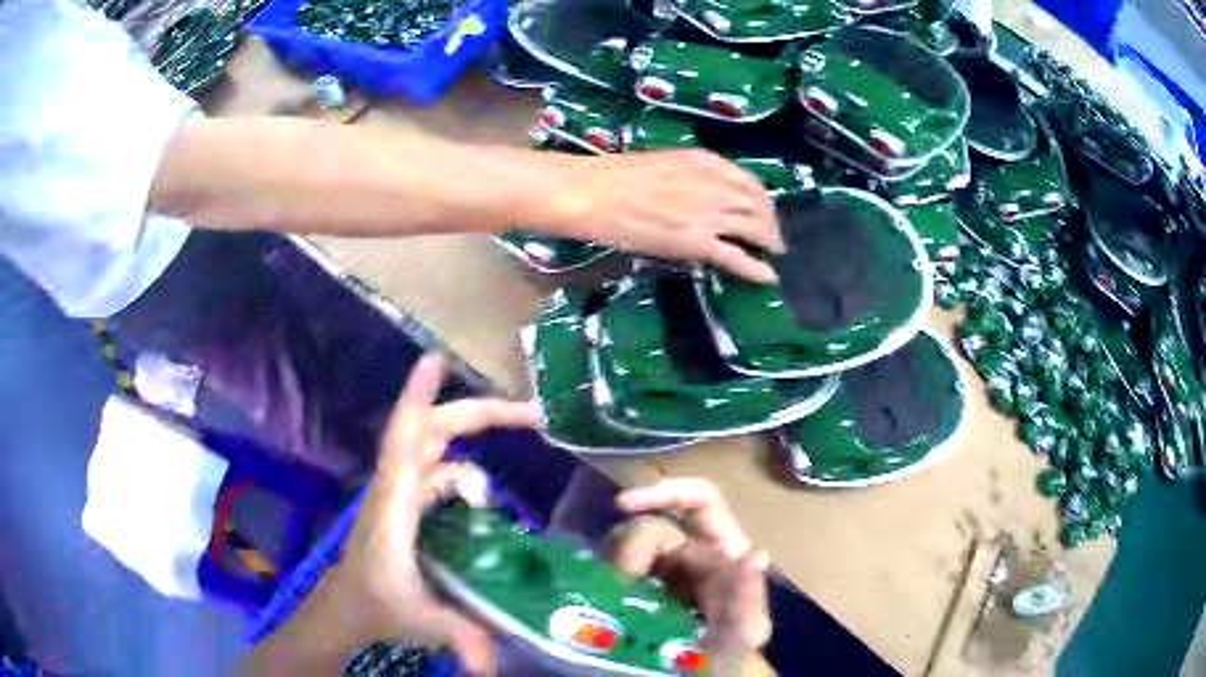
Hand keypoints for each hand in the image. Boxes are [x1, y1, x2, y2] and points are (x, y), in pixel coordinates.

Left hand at [246, 354, 542, 675]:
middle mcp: (395, 491)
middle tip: (530, 415)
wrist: (342, 612)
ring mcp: (399, 497)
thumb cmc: (371, 608)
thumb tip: (494, 663)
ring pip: (437, 451)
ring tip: (522, 436)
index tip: (436, 359)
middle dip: (477, 415)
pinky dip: (463, 474)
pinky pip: (438, 475)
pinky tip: (485, 498)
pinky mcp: (405, 509)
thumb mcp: (417, 621)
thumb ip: (457, 637)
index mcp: (393, 506)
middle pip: (431, 433)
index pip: (404, 441)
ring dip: (473, 440)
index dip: (418, 398)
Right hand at [547, 150, 782, 282]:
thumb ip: (692, 175)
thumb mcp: (663, 163)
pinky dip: (757, 269)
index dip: (763, 199)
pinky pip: (737, 257)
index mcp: (705, 162)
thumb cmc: (616, 175)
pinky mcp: (698, 243)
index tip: (765, 210)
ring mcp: (709, 215)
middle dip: (771, 223)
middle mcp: (716, 185)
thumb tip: (707, 194)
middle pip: (759, 205)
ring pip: (756, 229)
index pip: (749, 181)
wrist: (593, 192)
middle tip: (773, 237)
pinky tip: (768, 277)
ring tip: (774, 253)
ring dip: (770, 242)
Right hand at [604, 478, 771, 674]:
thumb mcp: (744, 631)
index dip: (666, 491)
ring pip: (621, 547)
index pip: (698, 500)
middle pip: (650, 526)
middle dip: (628, 547)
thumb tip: (755, 554)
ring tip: (608, 596)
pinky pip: (606, 571)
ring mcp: (654, 571)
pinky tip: (595, 598)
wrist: (697, 676)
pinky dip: (597, 579)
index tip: (623, 505)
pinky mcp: (628, 589)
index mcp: (720, 549)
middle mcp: (686, 552)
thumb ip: (749, 599)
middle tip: (618, 580)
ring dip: (610, 567)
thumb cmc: (728, 653)